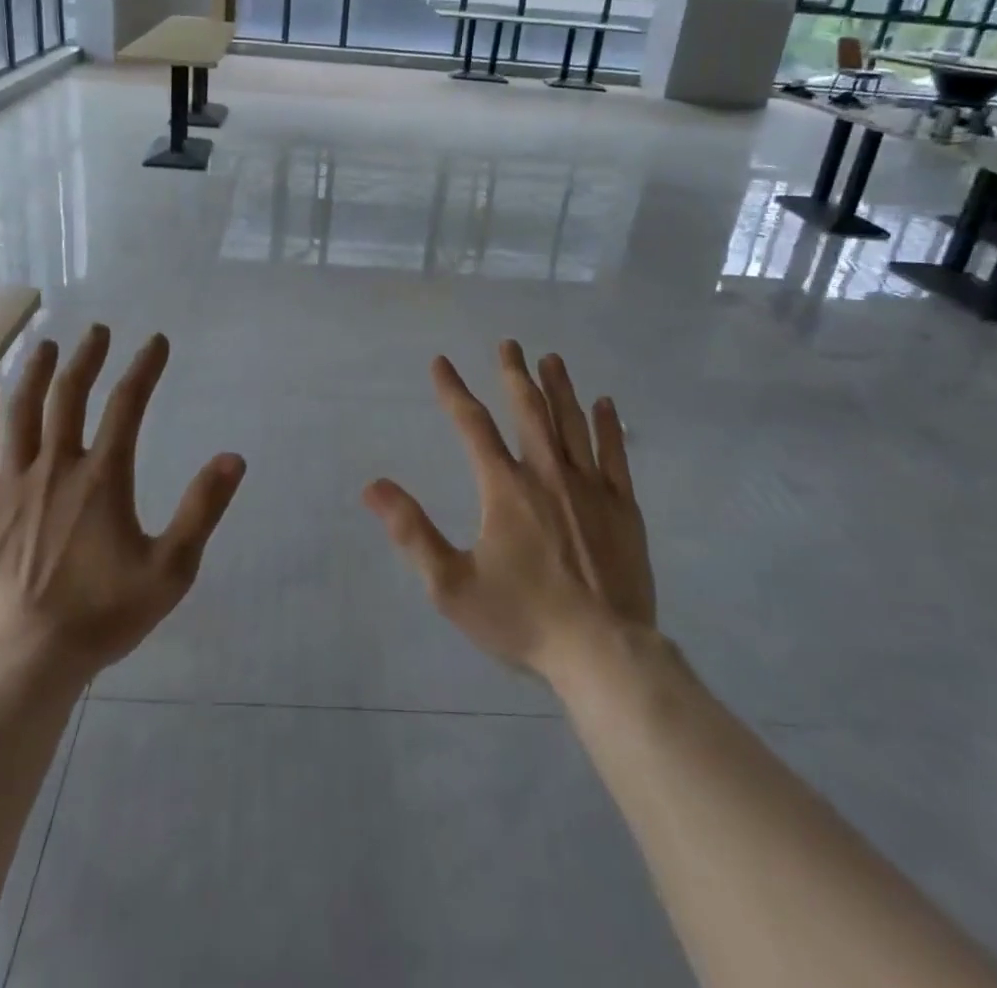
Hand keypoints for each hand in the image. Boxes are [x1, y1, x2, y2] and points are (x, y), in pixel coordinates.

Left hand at [0, 324, 244, 682]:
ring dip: (35, 373)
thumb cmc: (102, 616)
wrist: (25, 663)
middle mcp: (56, 468)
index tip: (155, 341)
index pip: (128, 405)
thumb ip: (202, 510)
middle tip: (97, 331)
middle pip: (70, 396)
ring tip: (45, 345)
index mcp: (103, 478)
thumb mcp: (170, 569)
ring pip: (22, 413)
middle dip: (87, 358)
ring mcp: (10, 486)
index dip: (144, 368)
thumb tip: (233, 457)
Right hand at [362, 341, 654, 681]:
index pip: (472, 426)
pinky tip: (605, 404)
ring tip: (551, 359)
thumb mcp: (451, 585)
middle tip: (508, 344)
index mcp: (505, 489)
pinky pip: (615, 454)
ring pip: (572, 423)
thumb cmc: (522, 619)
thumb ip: (411, 531)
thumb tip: (372, 486)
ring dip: (560, 388)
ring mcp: (591, 489)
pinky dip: (608, 426)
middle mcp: (548, 475)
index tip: (441, 362)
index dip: (453, 392)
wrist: (603, 653)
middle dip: (515, 375)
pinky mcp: (624, 509)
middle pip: (529, 412)